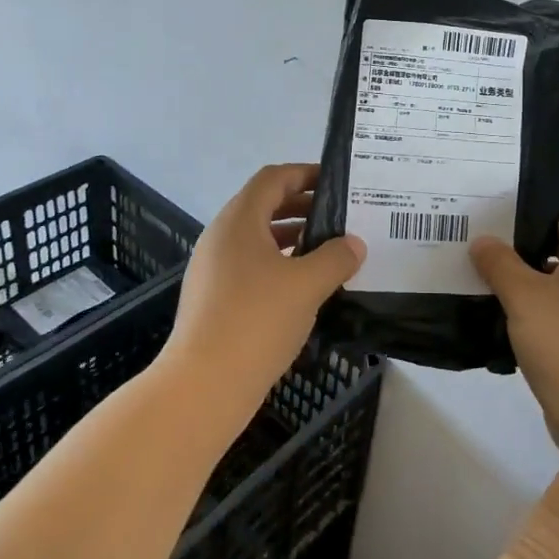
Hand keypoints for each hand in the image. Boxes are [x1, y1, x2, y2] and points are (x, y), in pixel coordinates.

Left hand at [164, 164, 365, 404]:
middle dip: (303, 207)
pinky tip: (305, 287)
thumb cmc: (257, 320)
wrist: (204, 385)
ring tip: (329, 251)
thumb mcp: (307, 284)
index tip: (338, 183)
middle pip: (264, 206)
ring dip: (293, 238)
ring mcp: (213, 269)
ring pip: (258, 239)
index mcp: (239, 221)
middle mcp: (221, 237)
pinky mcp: (214, 298)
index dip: (305, 173)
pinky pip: (251, 266)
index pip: (273, 178)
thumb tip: (353, 244)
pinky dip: (279, 264)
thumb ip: (336, 257)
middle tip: (341, 217)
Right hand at [469, 201, 558, 450]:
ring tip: (480, 273)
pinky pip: (556, 310)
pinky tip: (498, 312)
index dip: (535, 205)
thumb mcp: (524, 295)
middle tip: (479, 239)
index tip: (496, 207)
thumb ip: (499, 262)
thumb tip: (483, 241)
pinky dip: (531, 307)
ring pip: (556, 280)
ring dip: (523, 277)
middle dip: (520, 242)